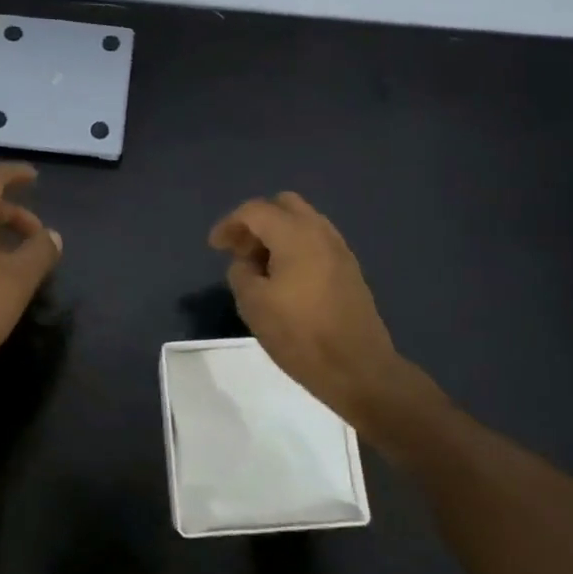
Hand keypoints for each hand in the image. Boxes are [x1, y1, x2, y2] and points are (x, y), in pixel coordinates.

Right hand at [209, 192, 411, 425]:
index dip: (229, 224)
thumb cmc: (300, 335)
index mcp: (295, 235)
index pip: (255, 210)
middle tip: (240, 251)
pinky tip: (285, 278)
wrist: (357, 368)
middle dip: (257, 222)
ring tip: (260, 267)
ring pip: (303, 222)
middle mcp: (320, 232)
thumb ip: (241, 272)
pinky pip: (316, 242)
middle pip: (283, 205)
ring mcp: (340, 249)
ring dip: (277, 234)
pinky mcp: (349, 269)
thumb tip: (247, 263)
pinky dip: (295, 247)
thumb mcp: (253, 304)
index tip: (215, 247)